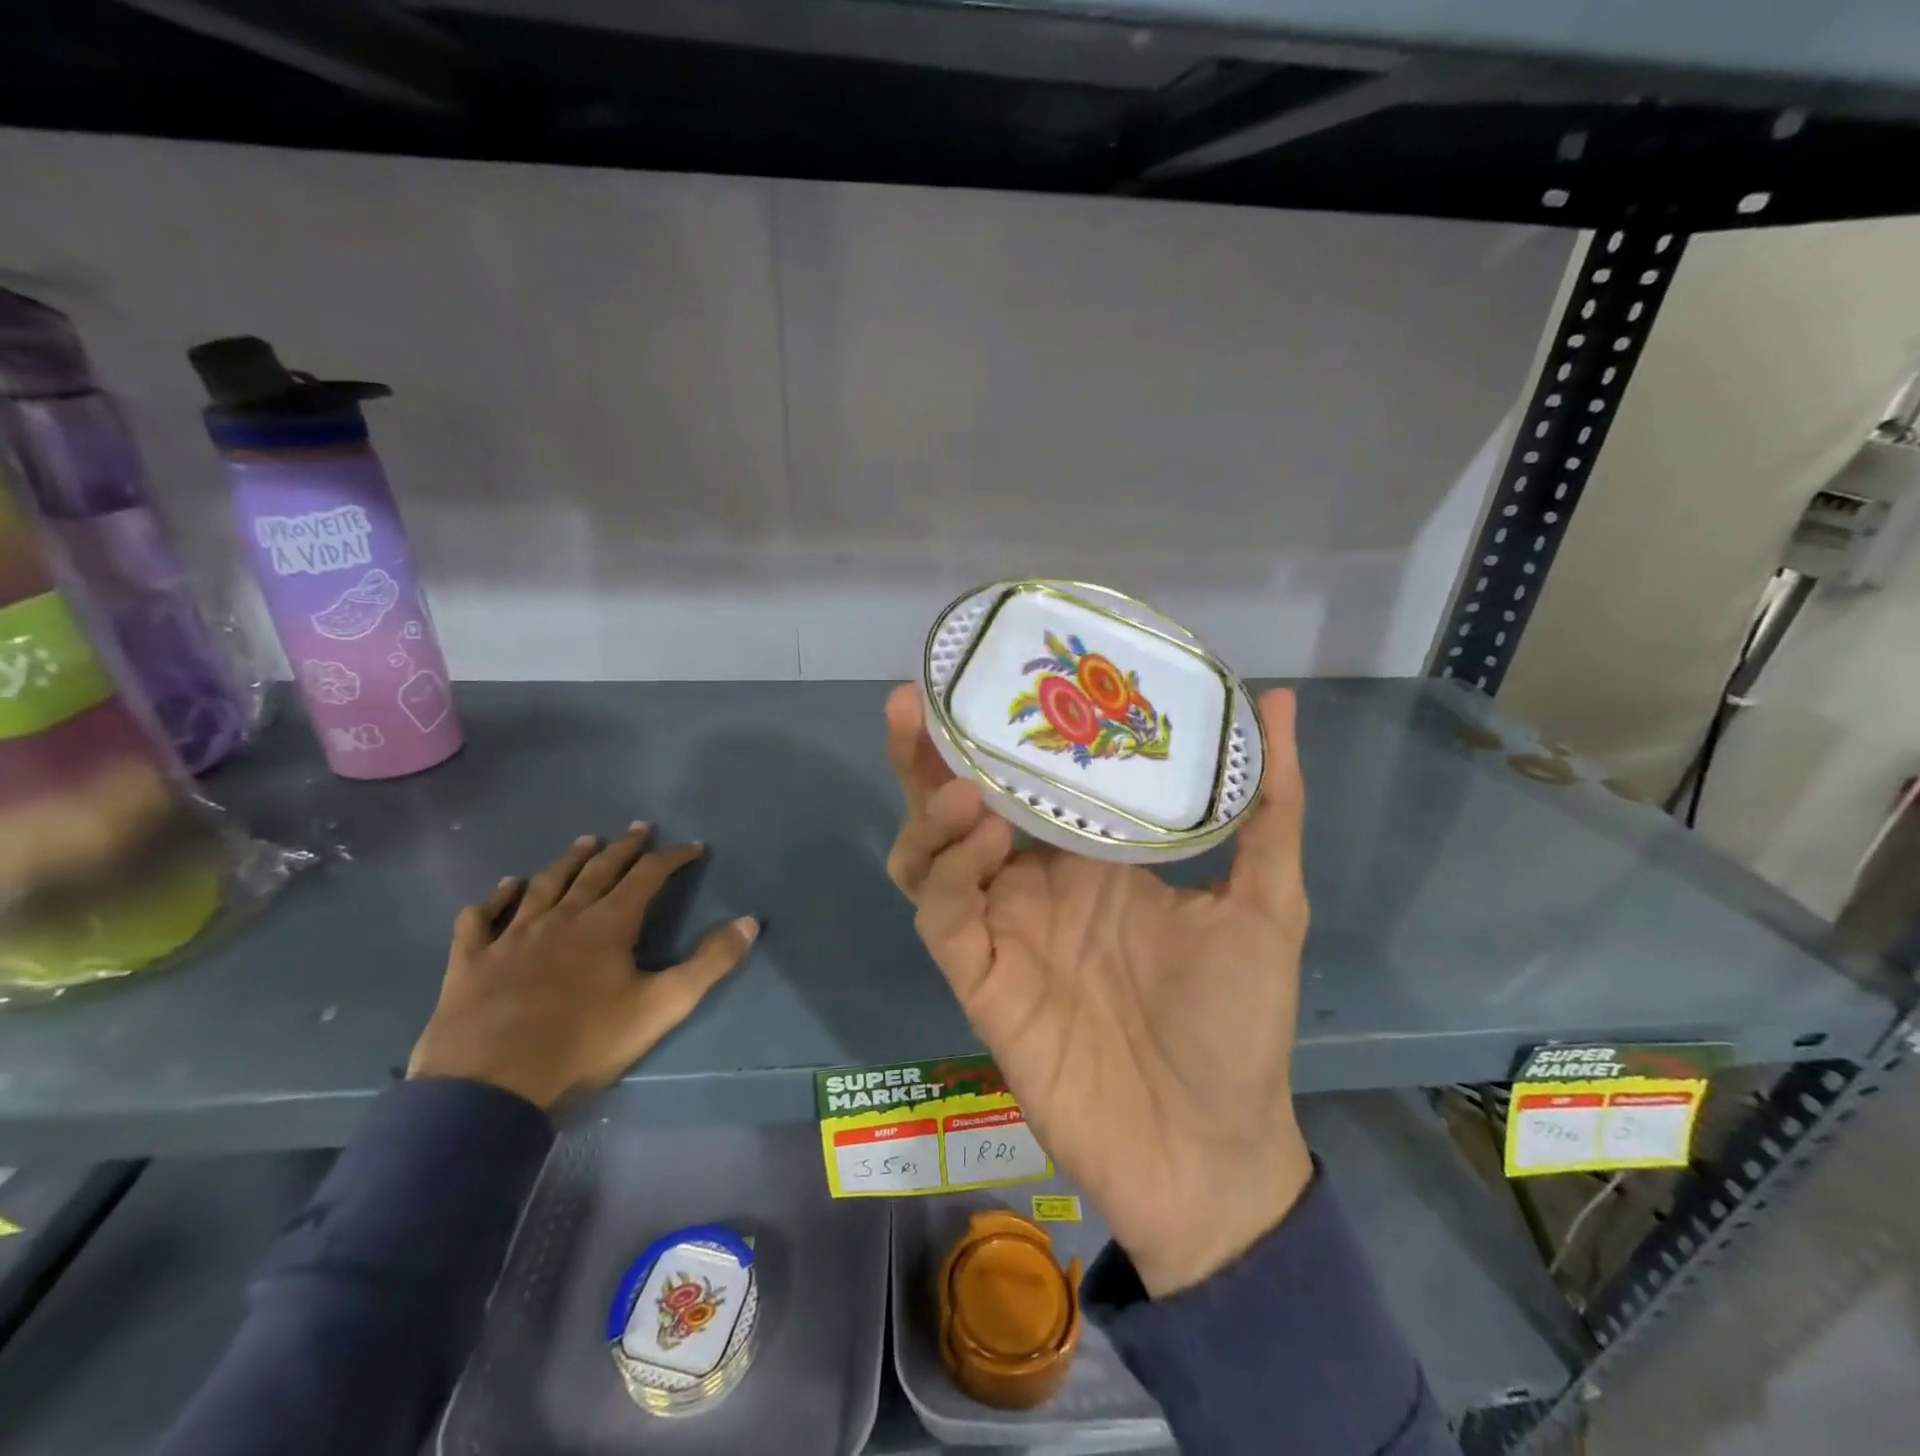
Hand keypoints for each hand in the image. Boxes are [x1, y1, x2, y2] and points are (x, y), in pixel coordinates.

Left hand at [408, 824, 757, 1110]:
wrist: (490, 1086)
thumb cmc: (584, 1043)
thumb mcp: (662, 1006)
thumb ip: (710, 963)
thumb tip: (750, 921)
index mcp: (607, 924)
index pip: (647, 876)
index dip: (673, 858)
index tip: (693, 847)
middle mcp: (561, 917)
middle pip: (598, 871)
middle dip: (624, 848)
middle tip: (639, 827)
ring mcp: (512, 936)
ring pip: (545, 885)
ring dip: (568, 861)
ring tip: (585, 842)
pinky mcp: (471, 962)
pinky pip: (480, 920)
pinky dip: (494, 899)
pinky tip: (503, 888)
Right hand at [885, 684, 1313, 1296]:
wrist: (1208, 1148)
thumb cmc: (1237, 1022)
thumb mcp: (1264, 899)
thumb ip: (1269, 802)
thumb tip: (1276, 699)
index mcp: (1088, 855)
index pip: (1027, 778)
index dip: (998, 731)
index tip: (988, 675)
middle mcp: (1033, 880)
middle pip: (955, 804)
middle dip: (926, 755)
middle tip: (914, 703)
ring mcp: (1001, 926)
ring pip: (928, 854)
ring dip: (930, 811)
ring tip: (960, 782)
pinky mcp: (978, 977)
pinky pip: (940, 913)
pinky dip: (949, 871)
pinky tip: (985, 840)